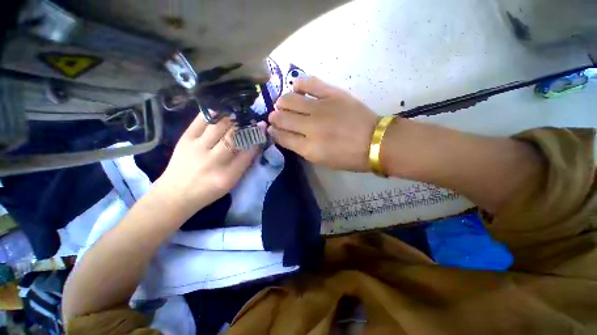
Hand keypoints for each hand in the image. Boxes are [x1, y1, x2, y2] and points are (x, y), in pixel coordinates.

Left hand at [157, 115, 260, 212]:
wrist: (175, 194)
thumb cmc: (208, 190)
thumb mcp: (231, 182)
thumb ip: (244, 163)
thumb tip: (254, 142)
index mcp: (228, 174)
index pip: (248, 151)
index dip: (256, 137)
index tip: (262, 127)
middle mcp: (213, 160)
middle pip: (233, 136)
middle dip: (244, 125)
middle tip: (250, 118)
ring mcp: (197, 147)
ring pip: (219, 126)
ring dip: (231, 118)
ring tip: (237, 114)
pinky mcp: (185, 139)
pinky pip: (201, 120)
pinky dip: (213, 113)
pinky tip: (220, 110)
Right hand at [268, 76, 377, 171]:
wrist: (375, 141)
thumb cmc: (348, 157)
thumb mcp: (322, 161)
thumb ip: (303, 148)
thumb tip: (288, 136)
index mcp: (309, 148)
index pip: (282, 137)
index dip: (274, 133)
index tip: (272, 129)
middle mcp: (310, 127)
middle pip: (282, 118)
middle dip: (274, 117)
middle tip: (275, 116)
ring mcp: (321, 108)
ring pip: (290, 99)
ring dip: (282, 102)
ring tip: (283, 103)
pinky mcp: (332, 94)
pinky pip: (309, 83)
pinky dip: (299, 84)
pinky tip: (297, 88)